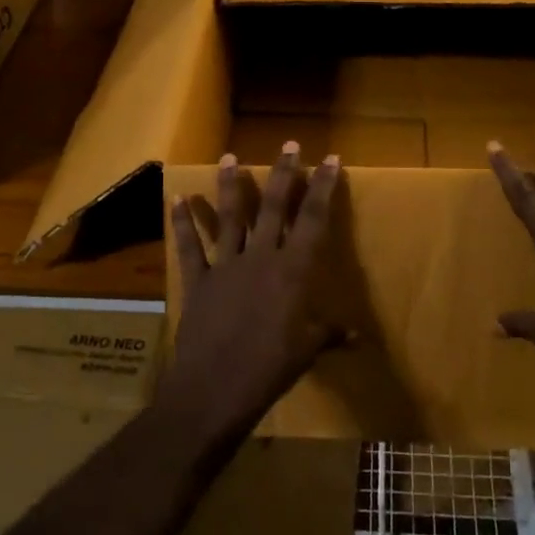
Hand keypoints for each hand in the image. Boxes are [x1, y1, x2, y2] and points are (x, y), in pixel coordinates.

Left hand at [157, 142, 341, 442]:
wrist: (213, 390)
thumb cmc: (269, 370)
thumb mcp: (306, 351)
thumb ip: (329, 334)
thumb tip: (358, 336)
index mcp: (292, 271)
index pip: (313, 220)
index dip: (324, 188)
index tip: (331, 159)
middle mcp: (260, 258)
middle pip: (274, 207)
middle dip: (284, 174)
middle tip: (289, 145)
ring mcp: (225, 266)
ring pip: (230, 217)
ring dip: (231, 186)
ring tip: (230, 157)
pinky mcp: (198, 281)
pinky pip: (189, 246)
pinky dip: (181, 223)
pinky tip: (176, 198)